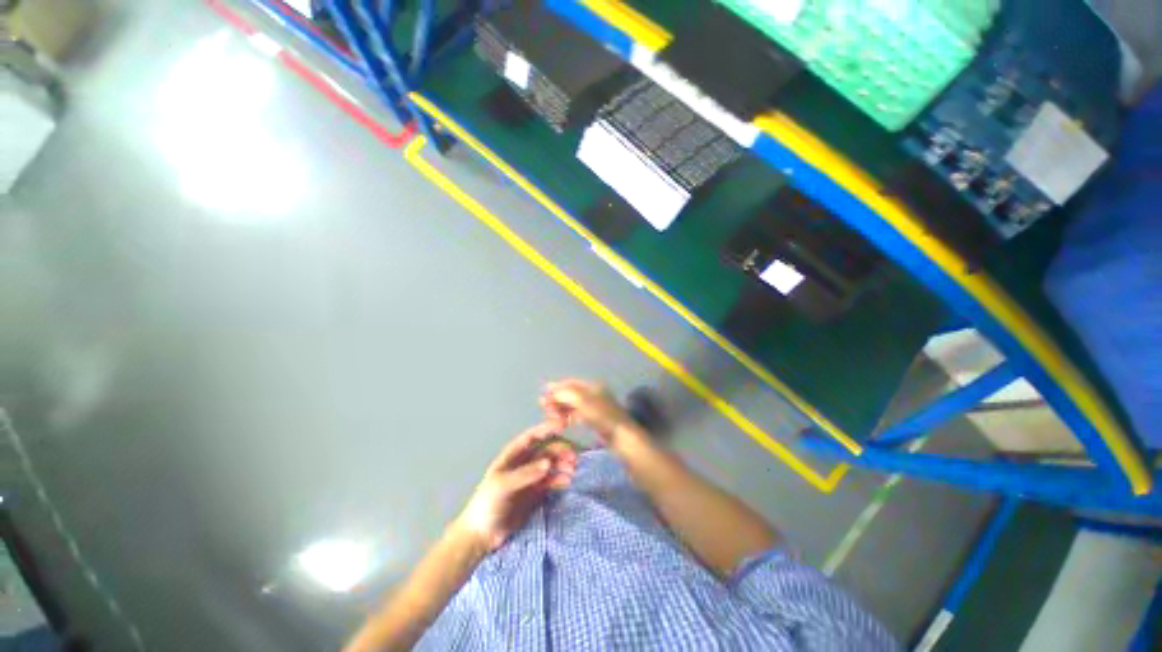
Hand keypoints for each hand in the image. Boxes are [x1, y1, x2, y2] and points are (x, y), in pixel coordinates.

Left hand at [454, 423, 577, 551]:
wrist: (482, 534)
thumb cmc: (488, 503)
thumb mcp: (503, 486)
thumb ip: (525, 474)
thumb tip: (548, 463)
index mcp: (513, 455)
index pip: (532, 436)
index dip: (547, 428)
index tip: (563, 425)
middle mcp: (524, 462)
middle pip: (546, 449)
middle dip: (560, 450)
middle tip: (574, 457)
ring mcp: (531, 477)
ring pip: (551, 464)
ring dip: (563, 464)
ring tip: (573, 469)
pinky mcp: (536, 492)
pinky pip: (552, 480)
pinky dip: (561, 479)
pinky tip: (568, 481)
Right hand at [540, 379, 642, 447]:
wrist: (622, 438)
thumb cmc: (603, 417)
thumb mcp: (583, 402)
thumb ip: (565, 394)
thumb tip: (550, 389)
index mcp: (592, 386)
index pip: (570, 383)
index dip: (556, 387)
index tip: (543, 395)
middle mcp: (593, 394)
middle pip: (570, 394)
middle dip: (557, 400)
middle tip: (544, 408)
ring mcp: (594, 408)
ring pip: (573, 406)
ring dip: (560, 410)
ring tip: (551, 418)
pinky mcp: (595, 420)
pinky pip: (577, 416)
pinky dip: (568, 418)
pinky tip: (561, 424)